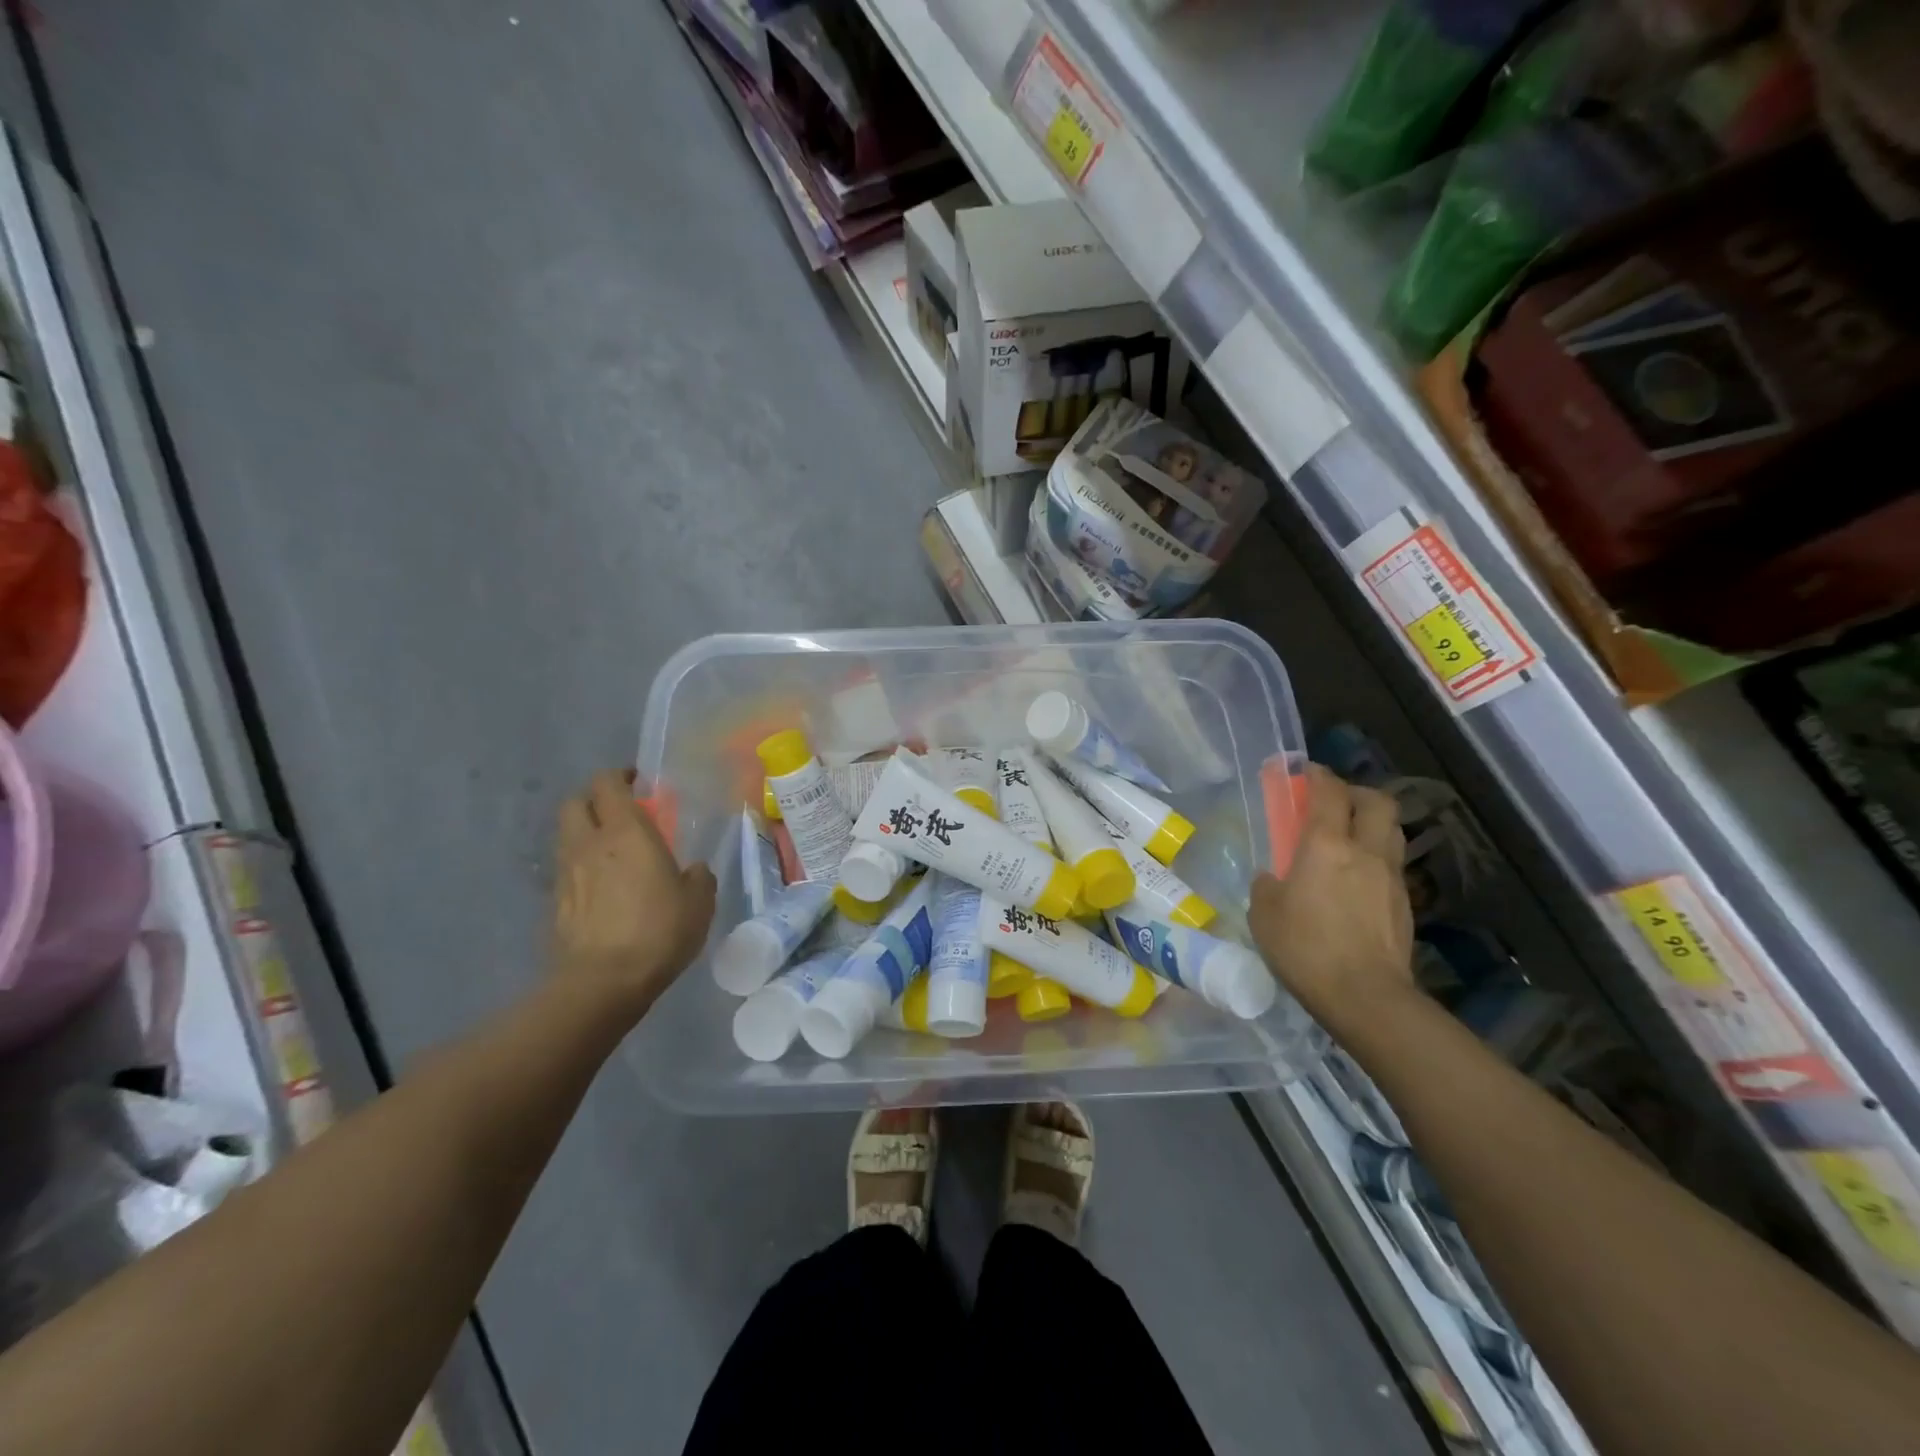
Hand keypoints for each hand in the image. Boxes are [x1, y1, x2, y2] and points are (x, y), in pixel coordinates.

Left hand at [552, 770, 715, 1016]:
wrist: (601, 983)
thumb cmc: (658, 931)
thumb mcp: (699, 901)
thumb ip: (697, 876)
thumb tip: (693, 870)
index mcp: (625, 831)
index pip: (607, 783)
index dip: (620, 776)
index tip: (639, 782)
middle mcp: (589, 843)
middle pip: (575, 802)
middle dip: (594, 799)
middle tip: (621, 811)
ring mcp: (566, 873)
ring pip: (567, 836)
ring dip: (586, 833)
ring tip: (613, 850)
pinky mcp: (555, 903)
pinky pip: (567, 870)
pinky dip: (581, 867)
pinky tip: (603, 887)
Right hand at [1249, 764, 1414, 1038]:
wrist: (1366, 996)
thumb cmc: (1305, 948)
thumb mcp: (1264, 913)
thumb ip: (1268, 884)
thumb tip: (1275, 877)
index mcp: (1326, 845)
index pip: (1328, 792)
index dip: (1318, 775)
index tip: (1305, 771)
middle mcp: (1365, 851)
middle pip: (1376, 801)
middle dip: (1355, 792)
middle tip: (1333, 801)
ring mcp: (1391, 877)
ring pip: (1391, 830)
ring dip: (1371, 822)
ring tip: (1348, 836)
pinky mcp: (1404, 904)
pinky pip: (1391, 864)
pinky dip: (1375, 857)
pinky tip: (1356, 878)